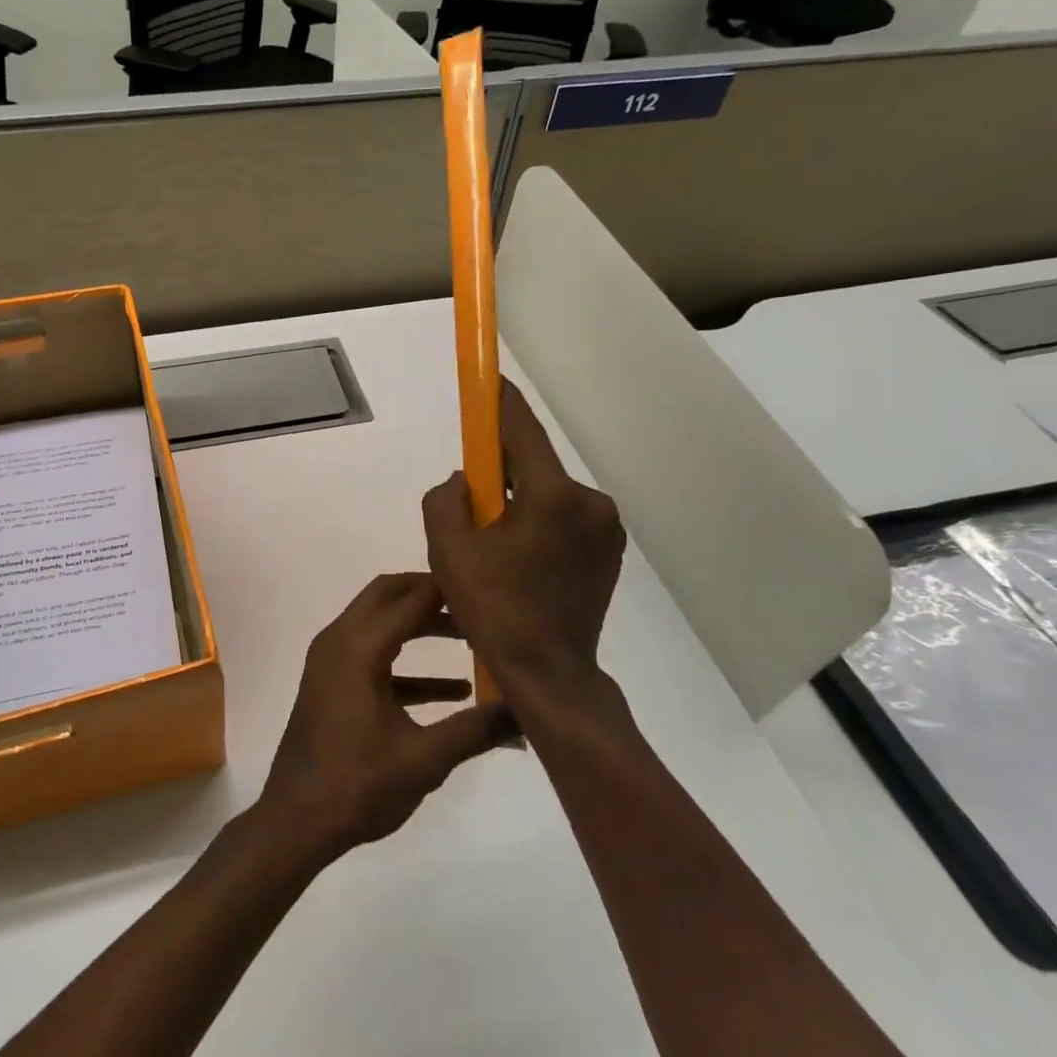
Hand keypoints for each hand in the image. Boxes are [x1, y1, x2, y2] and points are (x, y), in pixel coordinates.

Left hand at [258, 573, 514, 864]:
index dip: (448, 590)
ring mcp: (331, 660)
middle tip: (474, 605)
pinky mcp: (332, 682)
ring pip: (379, 622)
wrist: (295, 820)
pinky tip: (451, 691)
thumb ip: (475, 730)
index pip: (410, 598)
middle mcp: (340, 640)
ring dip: (419, 625)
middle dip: (430, 594)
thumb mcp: (424, 760)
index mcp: (359, 647)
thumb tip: (526, 711)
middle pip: (387, 595)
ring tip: (469, 640)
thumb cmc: (357, 786)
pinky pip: (372, 655)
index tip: (488, 591)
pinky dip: (406, 662)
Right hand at [422, 380, 626, 699]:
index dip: (500, 402)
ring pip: (549, 494)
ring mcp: (606, 528)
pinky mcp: (610, 551)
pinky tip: (519, 556)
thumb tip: (464, 482)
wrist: (549, 674)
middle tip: (472, 493)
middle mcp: (589, 502)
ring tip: (493, 539)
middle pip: (535, 464)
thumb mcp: (448, 551)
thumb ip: (445, 500)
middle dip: (501, 469)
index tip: (487, 381)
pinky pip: (565, 518)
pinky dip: (539, 521)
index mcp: (552, 496)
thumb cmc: (494, 610)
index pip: (521, 431)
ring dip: (520, 500)